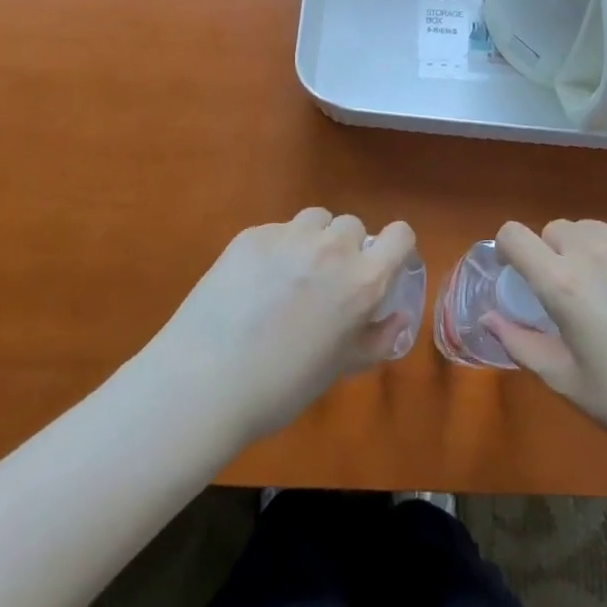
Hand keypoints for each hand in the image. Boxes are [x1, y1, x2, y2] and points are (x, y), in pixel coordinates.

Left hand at [142, 209, 417, 447]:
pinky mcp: (254, 234)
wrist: (206, 380)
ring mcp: (291, 236)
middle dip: (346, 248)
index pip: (400, 235)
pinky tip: (253, 281)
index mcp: (362, 281)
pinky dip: (277, 248)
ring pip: (316, 219)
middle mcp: (333, 248)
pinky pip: (278, 230)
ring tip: (290, 274)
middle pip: (353, 226)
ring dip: (313, 239)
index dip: (394, 247)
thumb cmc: (281, 387)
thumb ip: (376, 339)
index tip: (380, 266)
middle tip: (324, 283)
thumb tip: (399, 318)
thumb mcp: (338, 369)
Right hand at [487, 219, 606, 466]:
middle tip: (566, 296)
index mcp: (562, 282)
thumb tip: (489, 318)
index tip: (515, 275)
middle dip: (549, 254)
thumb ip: (520, 343)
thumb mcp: (567, 381)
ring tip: (604, 294)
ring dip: (583, 251)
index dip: (507, 250)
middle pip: (554, 230)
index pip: (514, 234)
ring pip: (591, 230)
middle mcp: (594, 251)